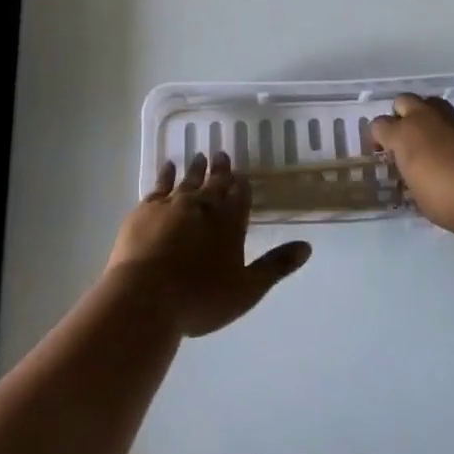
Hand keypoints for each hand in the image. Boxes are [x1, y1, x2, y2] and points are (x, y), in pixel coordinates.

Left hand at [108, 152, 310, 337]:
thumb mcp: (246, 290)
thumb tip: (307, 246)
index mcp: (229, 223)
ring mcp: (173, 204)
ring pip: (189, 180)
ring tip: (200, 156)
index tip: (241, 175)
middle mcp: (203, 206)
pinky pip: (160, 184)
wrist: (145, 297)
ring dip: (196, 168)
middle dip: (220, 170)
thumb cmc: (200, 299)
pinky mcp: (146, 209)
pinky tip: (168, 166)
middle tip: (221, 154)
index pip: (240, 197)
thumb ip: (276, 266)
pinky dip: (166, 174)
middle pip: (215, 183)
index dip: (241, 186)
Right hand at [370, 94, 453, 233]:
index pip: (379, 125)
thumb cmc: (447, 197)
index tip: (382, 153)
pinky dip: (452, 131)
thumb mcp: (420, 199)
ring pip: (432, 104)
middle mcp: (424, 118)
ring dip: (428, 117)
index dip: (378, 138)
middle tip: (406, 138)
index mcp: (403, 135)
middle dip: (402, 115)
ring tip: (432, 140)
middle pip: (404, 101)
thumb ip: (413, 182)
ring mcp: (452, 119)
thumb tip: (414, 181)